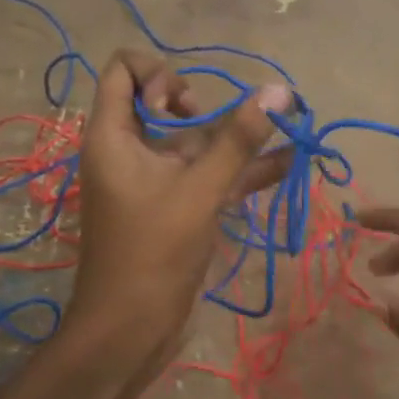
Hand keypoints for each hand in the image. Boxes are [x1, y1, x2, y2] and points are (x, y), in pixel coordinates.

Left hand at [66, 50, 290, 383]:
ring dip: (234, 138)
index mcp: (113, 135)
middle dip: (203, 105)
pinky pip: (205, 175)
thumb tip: (279, 91)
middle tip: (223, 129)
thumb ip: (239, 141)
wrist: (130, 330)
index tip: (185, 105)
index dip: (158, 72)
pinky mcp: (173, 207)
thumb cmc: (153, 252)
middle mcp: (129, 149)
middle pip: (162, 101)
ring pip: (193, 142)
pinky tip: (284, 165)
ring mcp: (152, 180)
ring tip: (286, 130)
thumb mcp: (199, 191)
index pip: (122, 69)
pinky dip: (238, 170)